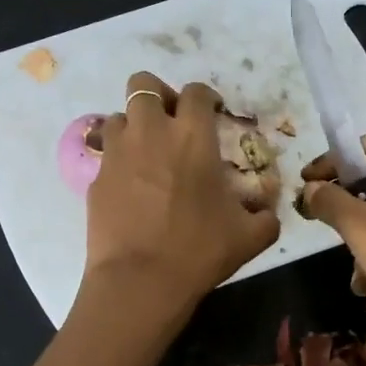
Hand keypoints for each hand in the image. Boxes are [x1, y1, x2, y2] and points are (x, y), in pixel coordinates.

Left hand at [82, 72, 279, 311]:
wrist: (140, 281)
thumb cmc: (199, 251)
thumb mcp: (249, 237)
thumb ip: (265, 217)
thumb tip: (268, 213)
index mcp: (193, 137)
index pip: (196, 92)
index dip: (205, 97)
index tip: (211, 114)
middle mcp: (151, 132)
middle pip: (144, 84)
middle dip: (158, 95)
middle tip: (170, 122)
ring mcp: (118, 153)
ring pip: (119, 115)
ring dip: (134, 126)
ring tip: (146, 153)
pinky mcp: (96, 178)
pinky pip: (106, 154)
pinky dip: (119, 161)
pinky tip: (130, 187)